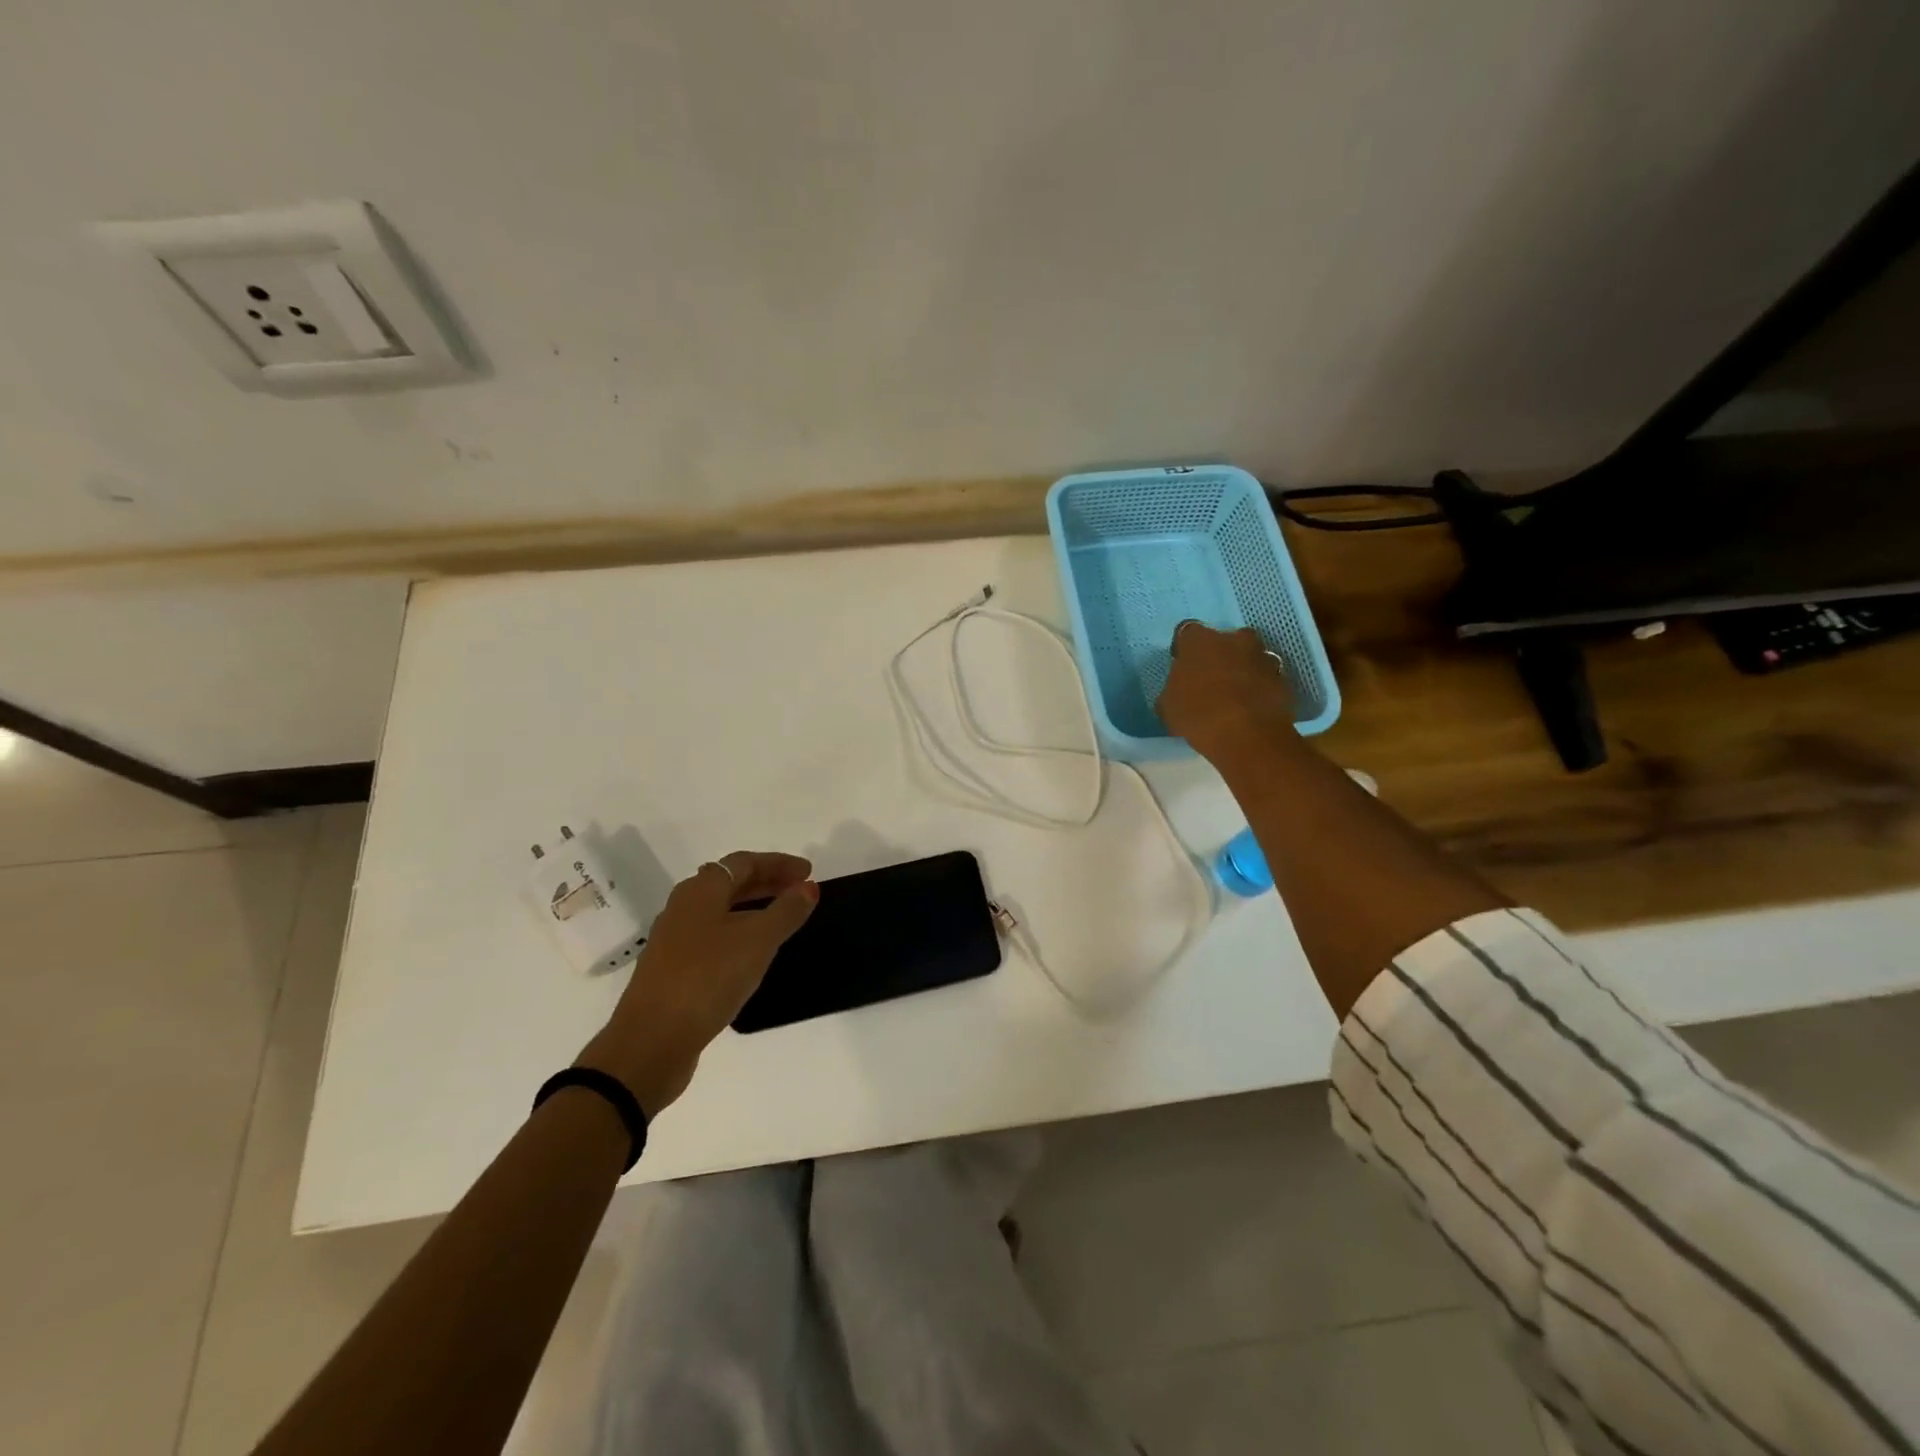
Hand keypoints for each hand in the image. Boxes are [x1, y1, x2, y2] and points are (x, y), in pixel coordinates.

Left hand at [575, 851, 816, 1116]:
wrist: (652, 1041)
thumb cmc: (708, 977)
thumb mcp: (758, 940)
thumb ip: (786, 911)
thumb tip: (808, 887)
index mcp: (700, 890)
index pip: (744, 862)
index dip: (778, 863)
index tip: (809, 872)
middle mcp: (683, 908)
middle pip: (730, 883)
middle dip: (767, 883)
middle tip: (800, 892)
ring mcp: (674, 940)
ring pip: (720, 912)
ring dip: (753, 909)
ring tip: (782, 920)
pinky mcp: (673, 970)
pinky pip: (713, 938)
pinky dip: (739, 934)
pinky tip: (753, 954)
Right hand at [1157, 622, 1295, 762]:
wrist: (1248, 736)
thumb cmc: (1198, 714)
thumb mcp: (1168, 706)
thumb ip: (1173, 689)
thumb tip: (1178, 689)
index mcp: (1200, 640)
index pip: (1187, 632)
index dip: (1184, 649)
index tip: (1182, 666)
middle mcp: (1234, 639)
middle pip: (1225, 640)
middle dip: (1219, 655)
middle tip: (1210, 679)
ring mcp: (1263, 657)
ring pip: (1250, 657)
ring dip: (1243, 670)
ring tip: (1234, 697)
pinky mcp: (1284, 679)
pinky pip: (1266, 679)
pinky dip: (1260, 688)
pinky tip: (1250, 709)